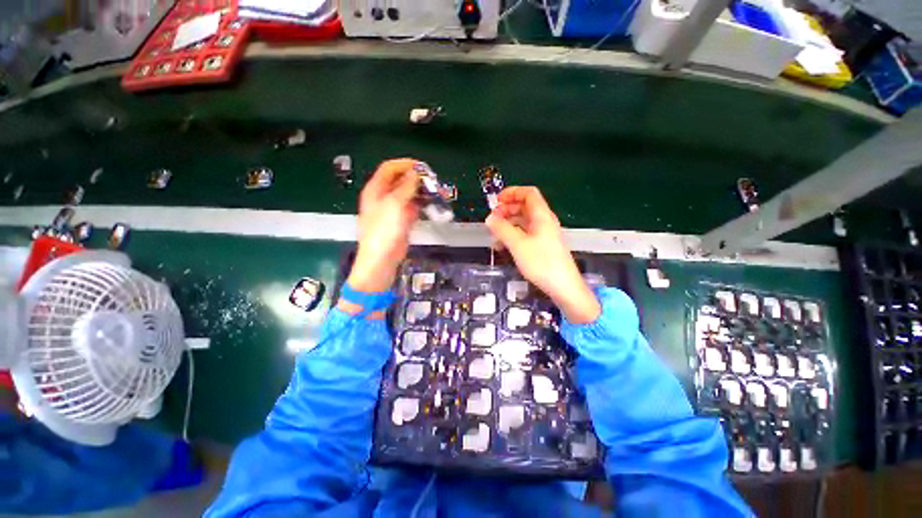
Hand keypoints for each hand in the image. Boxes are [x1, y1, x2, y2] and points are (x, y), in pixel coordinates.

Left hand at [348, 159, 419, 292]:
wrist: (382, 260)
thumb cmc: (383, 232)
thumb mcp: (394, 205)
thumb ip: (406, 187)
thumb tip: (416, 173)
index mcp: (375, 190)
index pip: (389, 169)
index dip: (405, 164)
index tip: (421, 167)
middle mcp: (384, 197)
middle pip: (400, 181)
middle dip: (416, 178)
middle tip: (432, 180)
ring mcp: (394, 210)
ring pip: (409, 195)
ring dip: (421, 192)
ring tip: (436, 191)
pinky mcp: (402, 221)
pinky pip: (413, 207)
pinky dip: (422, 204)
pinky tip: (432, 204)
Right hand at [485, 187, 600, 323]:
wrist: (563, 287)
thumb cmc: (542, 263)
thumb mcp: (518, 245)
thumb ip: (502, 229)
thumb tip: (489, 218)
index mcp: (542, 216)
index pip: (528, 193)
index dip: (512, 192)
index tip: (496, 201)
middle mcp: (544, 222)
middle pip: (525, 207)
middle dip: (507, 209)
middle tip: (492, 219)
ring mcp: (544, 234)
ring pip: (523, 221)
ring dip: (508, 224)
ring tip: (494, 234)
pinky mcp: (542, 246)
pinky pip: (525, 234)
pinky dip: (513, 235)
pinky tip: (503, 246)